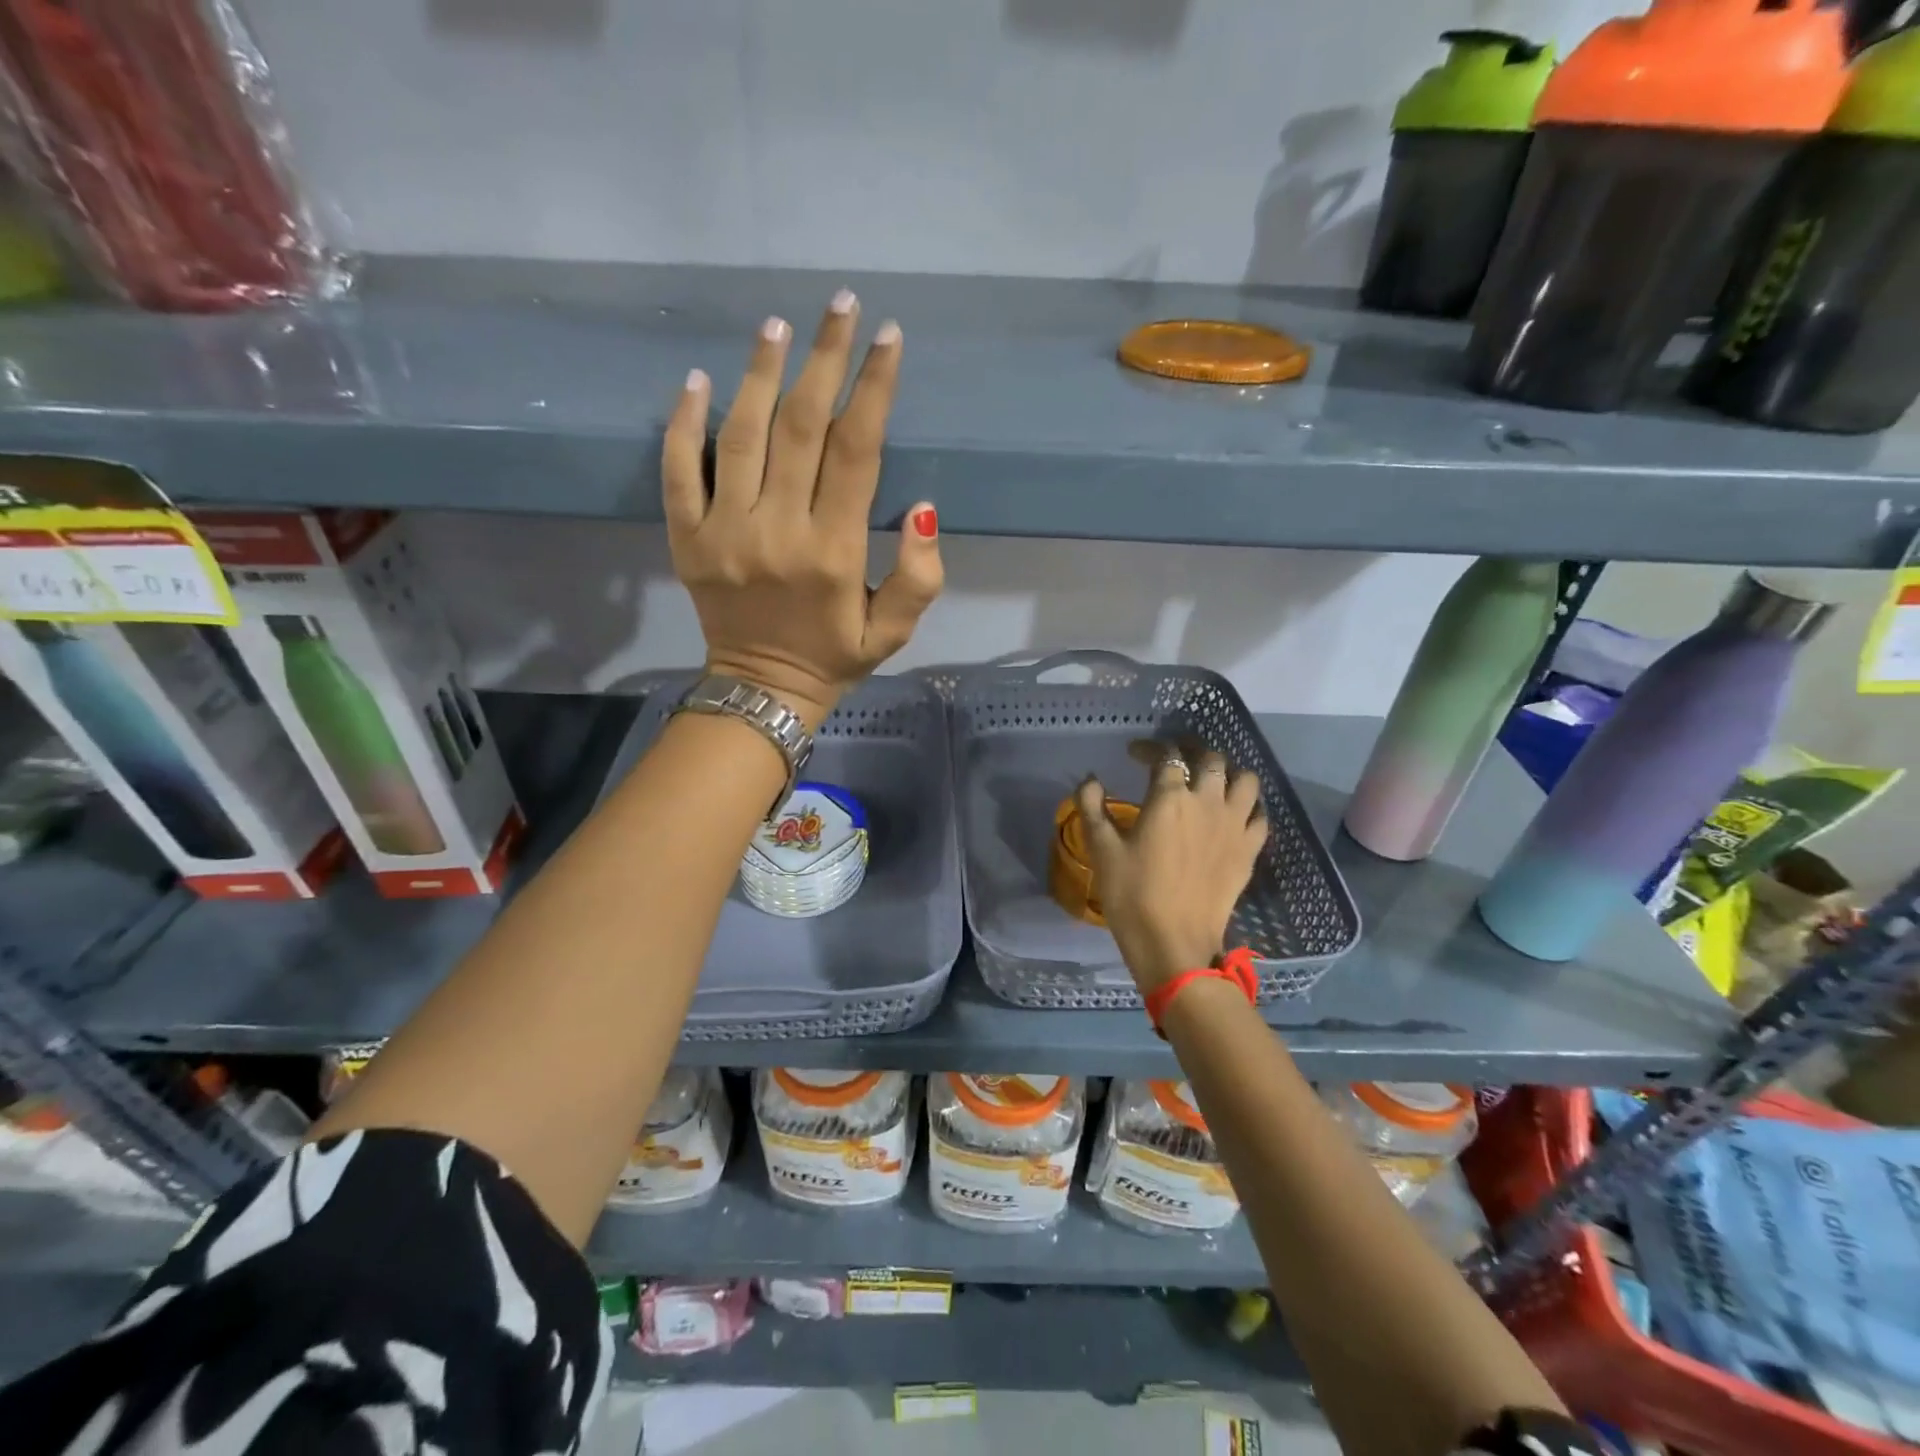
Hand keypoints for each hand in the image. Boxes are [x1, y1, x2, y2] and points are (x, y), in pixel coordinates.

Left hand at [663, 290, 943, 727]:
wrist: (761, 691)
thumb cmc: (835, 658)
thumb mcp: (894, 632)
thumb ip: (919, 577)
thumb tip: (924, 508)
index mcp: (833, 553)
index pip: (856, 452)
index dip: (874, 388)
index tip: (888, 337)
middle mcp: (777, 532)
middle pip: (800, 427)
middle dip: (824, 358)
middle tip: (839, 305)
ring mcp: (723, 532)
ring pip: (740, 435)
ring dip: (759, 373)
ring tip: (777, 325)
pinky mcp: (686, 539)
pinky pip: (678, 470)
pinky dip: (683, 422)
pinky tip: (698, 379)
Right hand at [1074, 748, 1266, 996]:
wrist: (1174, 943)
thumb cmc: (1131, 894)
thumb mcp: (1101, 849)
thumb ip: (1092, 807)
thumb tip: (1089, 780)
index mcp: (1170, 797)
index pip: (1166, 755)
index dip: (1149, 748)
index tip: (1134, 754)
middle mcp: (1208, 801)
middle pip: (1211, 758)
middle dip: (1191, 752)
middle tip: (1175, 762)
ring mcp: (1234, 825)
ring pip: (1246, 779)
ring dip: (1229, 773)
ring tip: (1211, 782)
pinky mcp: (1250, 850)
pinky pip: (1260, 815)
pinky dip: (1249, 807)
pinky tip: (1234, 814)